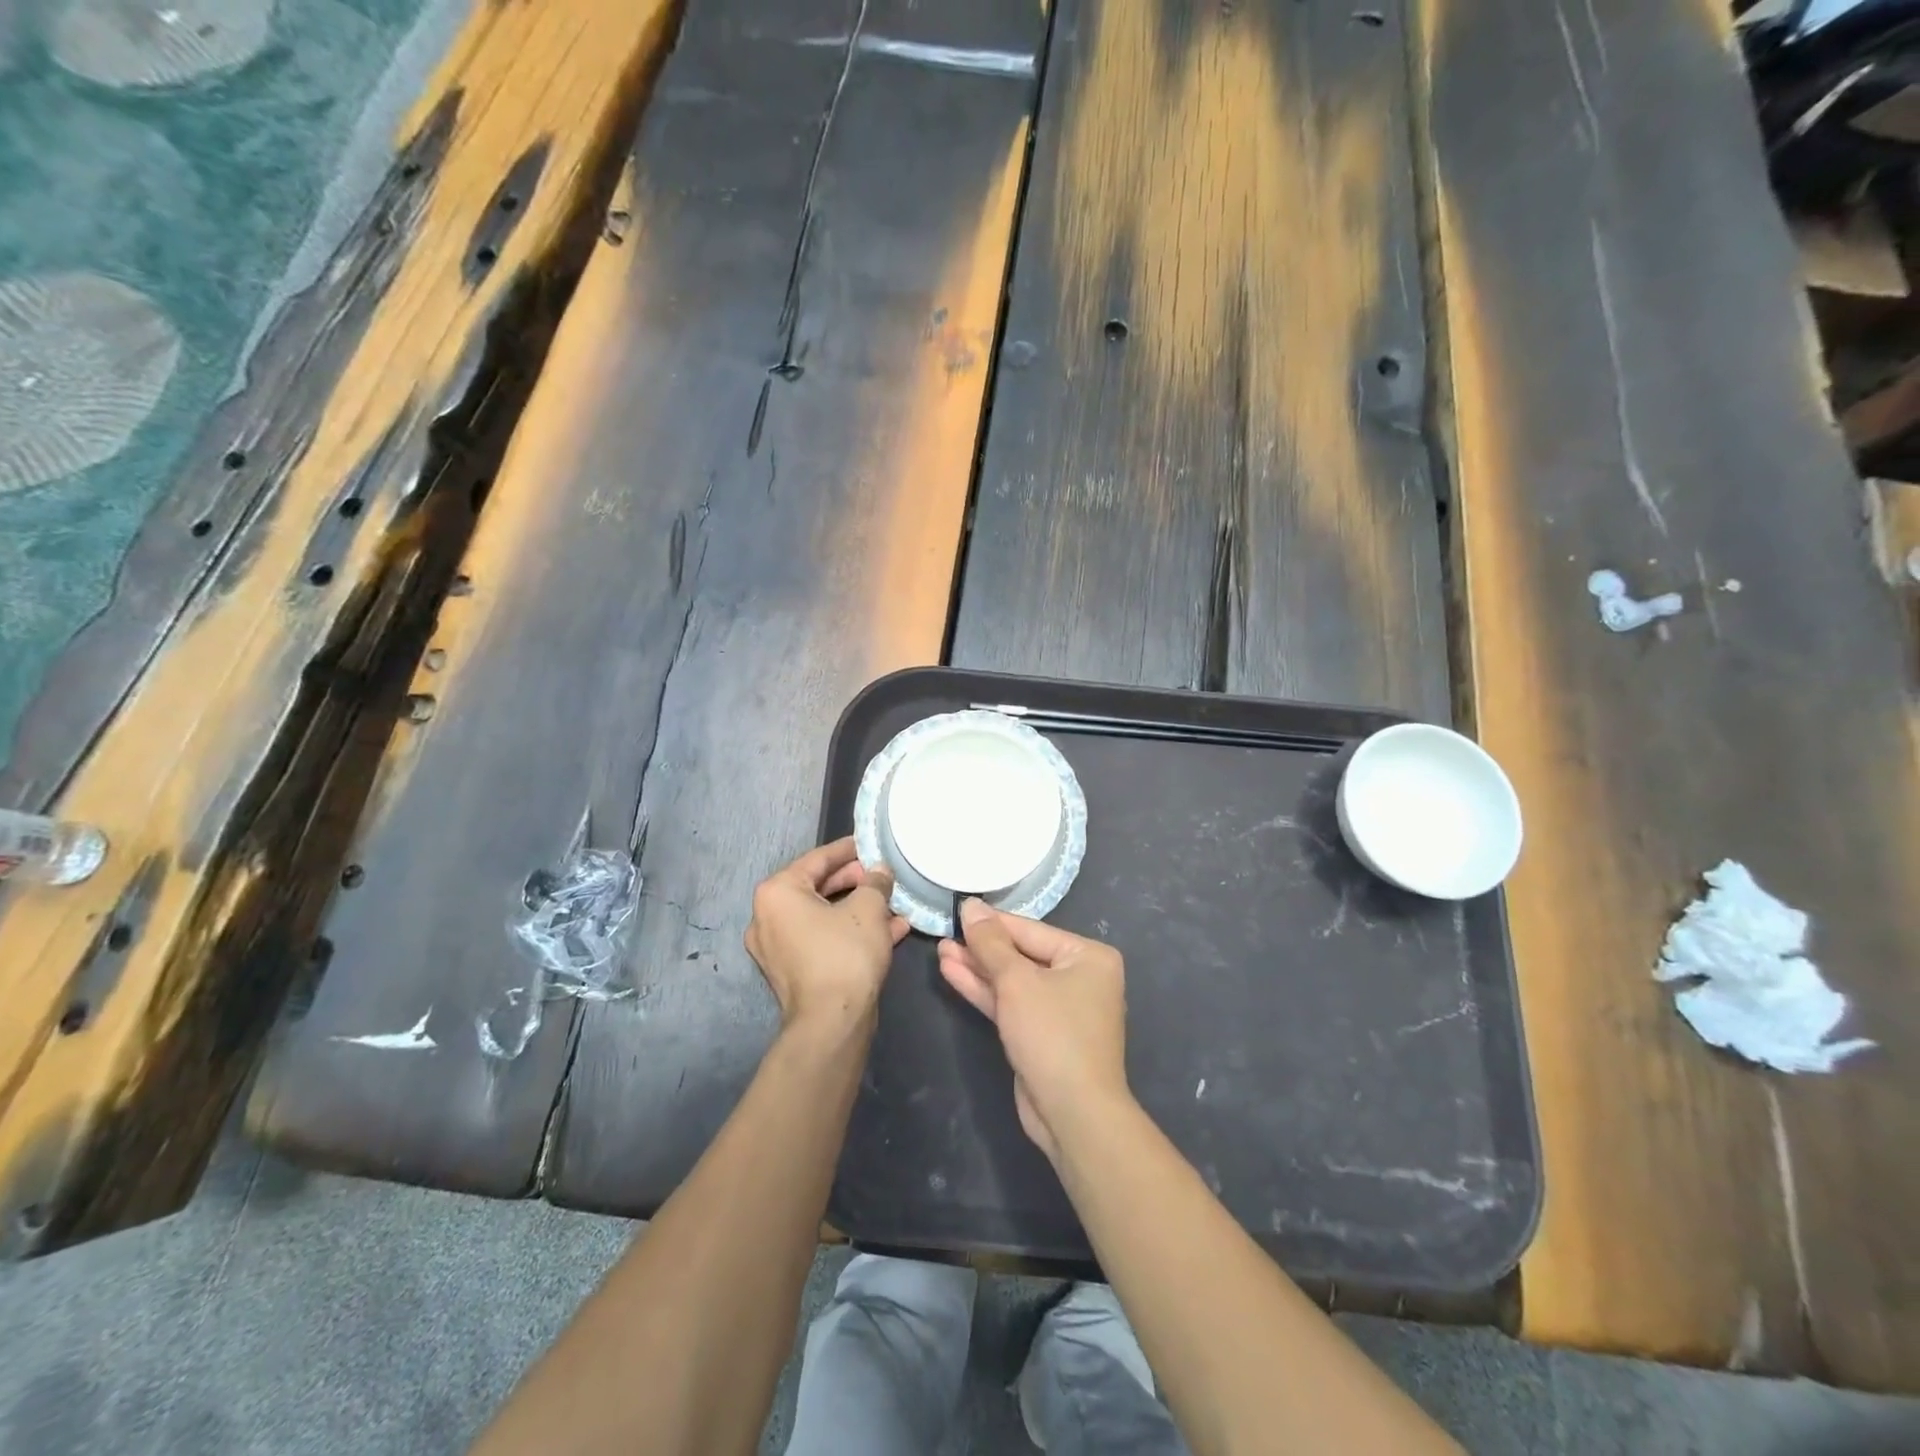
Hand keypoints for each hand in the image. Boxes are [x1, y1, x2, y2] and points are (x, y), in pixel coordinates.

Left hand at [745, 838, 907, 1031]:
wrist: (831, 1023)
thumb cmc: (845, 953)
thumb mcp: (868, 908)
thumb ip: (875, 882)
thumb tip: (879, 872)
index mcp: (777, 893)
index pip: (817, 859)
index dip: (848, 849)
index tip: (870, 844)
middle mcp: (767, 917)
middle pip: (818, 887)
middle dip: (856, 882)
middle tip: (884, 876)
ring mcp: (777, 948)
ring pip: (824, 917)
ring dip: (859, 910)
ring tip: (893, 904)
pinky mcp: (792, 972)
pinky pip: (823, 940)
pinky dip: (851, 933)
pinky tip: (890, 931)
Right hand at [936, 901, 1129, 1161]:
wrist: (1073, 1113)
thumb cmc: (1052, 1033)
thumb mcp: (1017, 981)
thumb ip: (990, 943)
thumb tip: (972, 906)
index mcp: (1088, 956)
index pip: (1031, 930)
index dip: (992, 922)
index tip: (958, 909)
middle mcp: (1080, 977)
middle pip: (1022, 954)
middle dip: (981, 948)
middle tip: (944, 933)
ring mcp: (1061, 1008)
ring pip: (1013, 981)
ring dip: (978, 968)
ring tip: (941, 951)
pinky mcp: (1042, 1035)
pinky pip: (1012, 1003)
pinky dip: (985, 991)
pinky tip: (953, 973)